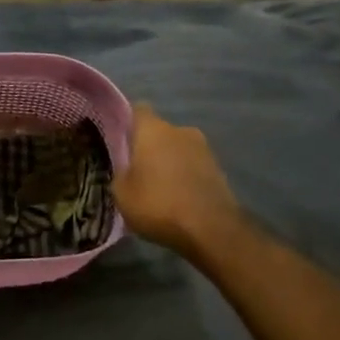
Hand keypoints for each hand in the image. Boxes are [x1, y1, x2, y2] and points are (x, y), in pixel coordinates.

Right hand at [114, 103, 242, 257]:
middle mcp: (180, 130)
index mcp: (153, 129)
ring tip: (159, 188)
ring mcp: (203, 148)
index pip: (137, 110)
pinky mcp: (219, 169)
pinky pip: (193, 166)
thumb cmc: (157, 204)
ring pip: (178, 149)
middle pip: (159, 132)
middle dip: (148, 147)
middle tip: (137, 170)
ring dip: (169, 162)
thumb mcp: (121, 193)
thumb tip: (126, 168)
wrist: (210, 228)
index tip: (119, 139)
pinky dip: (185, 176)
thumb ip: (121, 173)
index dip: (127, 122)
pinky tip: (178, 198)